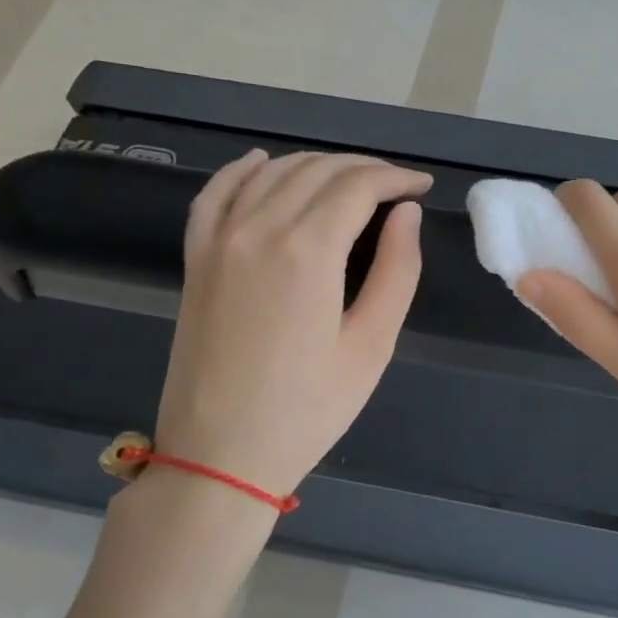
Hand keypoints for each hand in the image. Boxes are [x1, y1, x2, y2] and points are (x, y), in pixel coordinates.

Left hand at [153, 150, 431, 499]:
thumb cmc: (308, 408)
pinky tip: (263, 163)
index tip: (422, 187)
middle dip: (364, 169)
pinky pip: (216, 193)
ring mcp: (219, 240)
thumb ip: (397, 270)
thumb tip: (405, 213)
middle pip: (317, 171)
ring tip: (350, 182)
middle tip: (396, 186)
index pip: (358, 185)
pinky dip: (243, 170)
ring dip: (317, 166)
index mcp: (308, 250)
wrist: (220, 455)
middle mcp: (259, 229)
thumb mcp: (372, 345)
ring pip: (272, 173)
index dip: (396, 178)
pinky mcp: (196, 258)